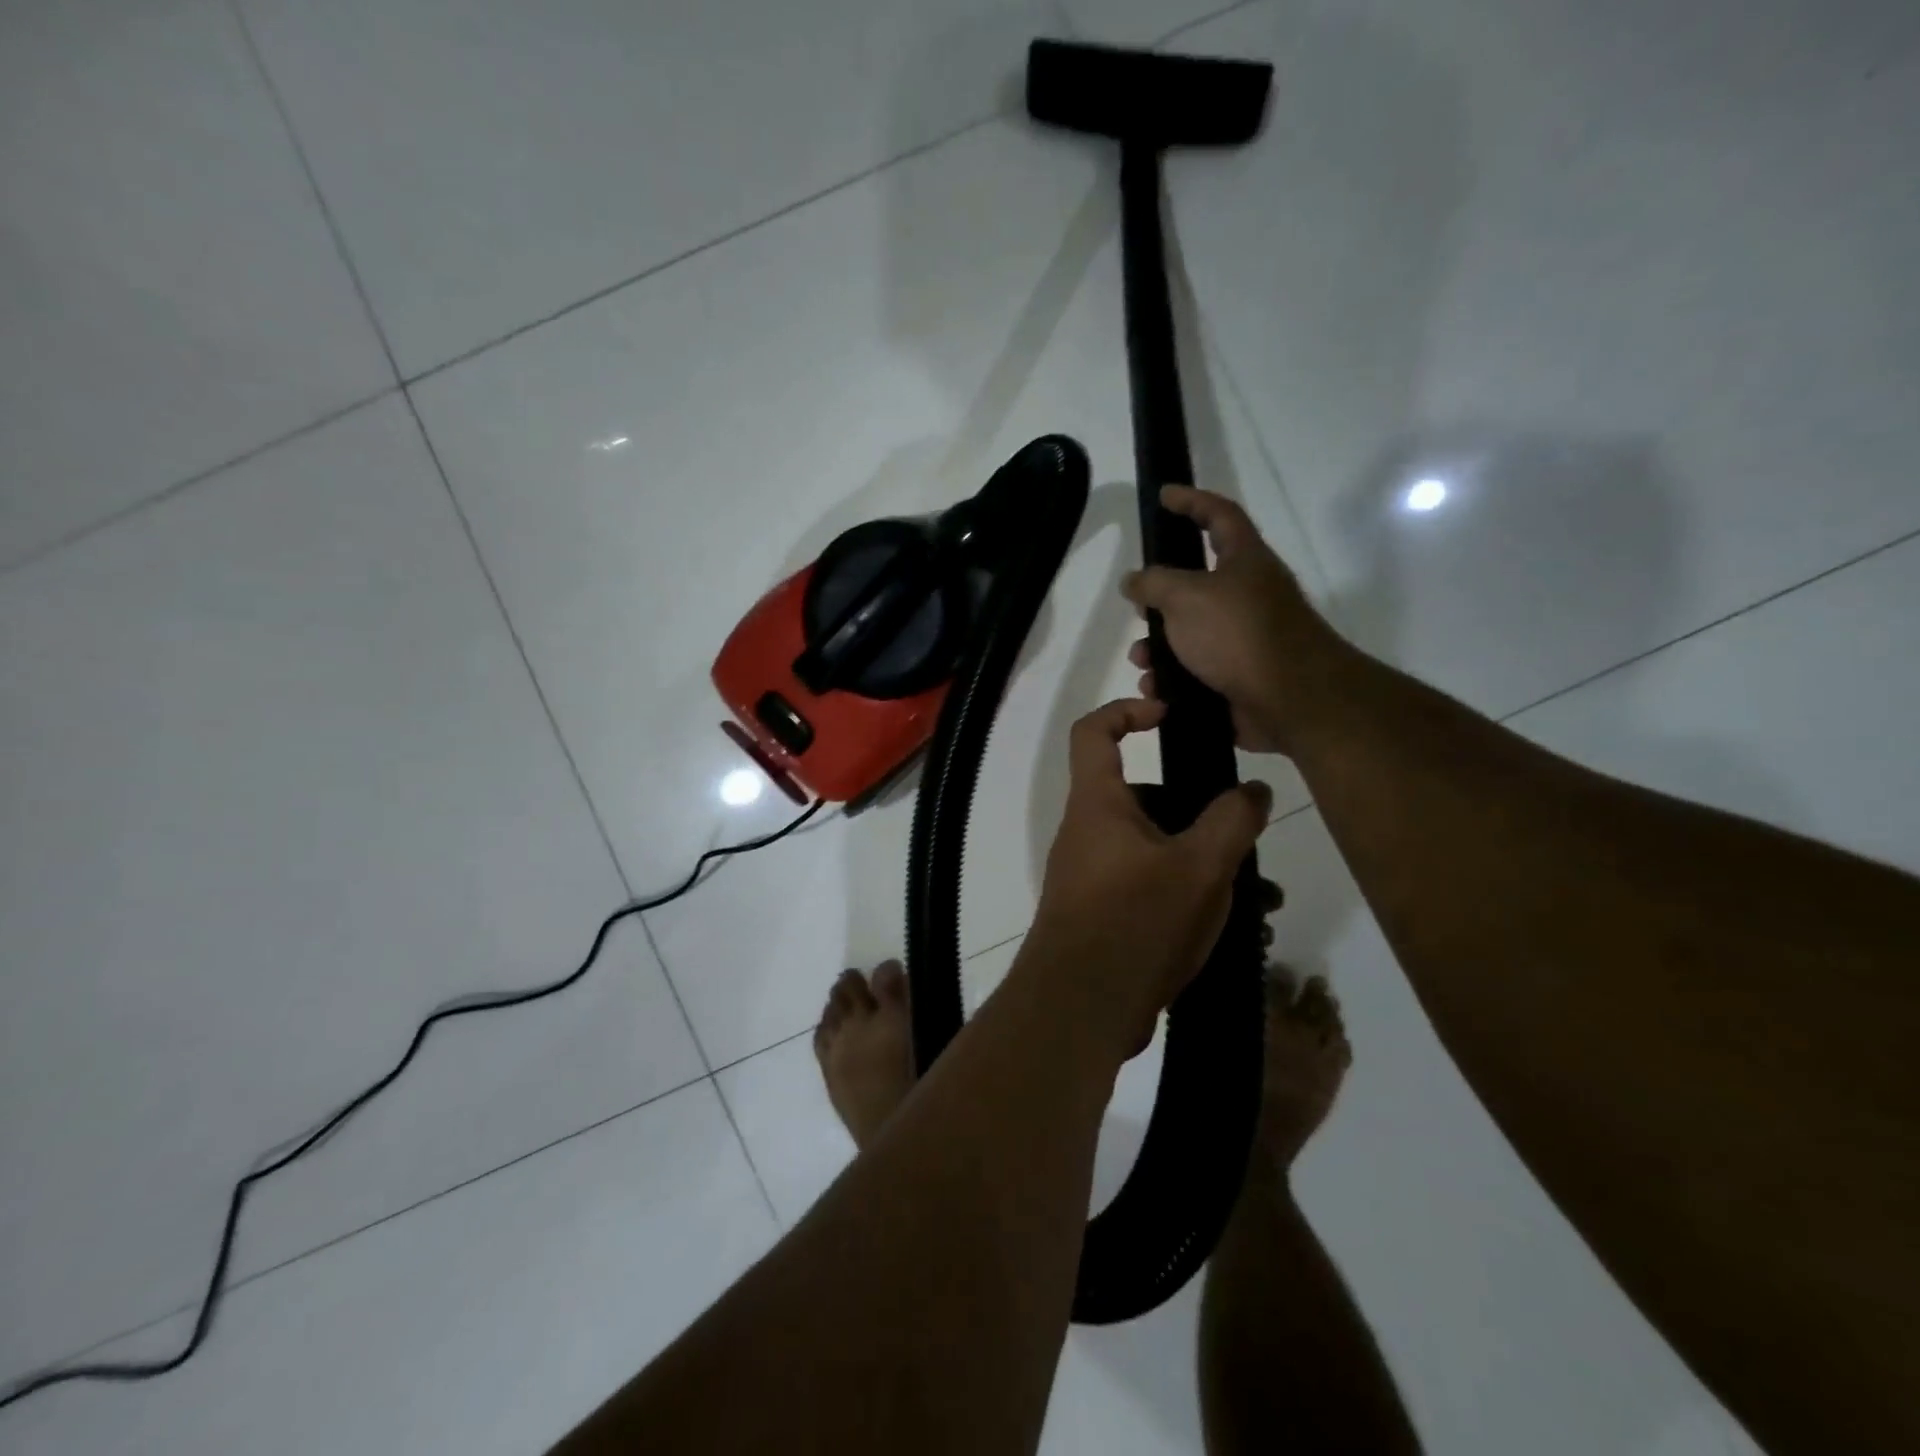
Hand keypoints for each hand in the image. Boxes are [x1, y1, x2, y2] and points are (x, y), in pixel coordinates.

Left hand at [1019, 699, 1271, 1050]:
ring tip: (1259, 895)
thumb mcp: (1199, 866)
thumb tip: (1254, 789)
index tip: (1169, 714)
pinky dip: (1188, 896)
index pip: (1094, 731)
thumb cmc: (1135, 920)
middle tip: (1244, 833)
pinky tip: (1237, 929)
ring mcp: (1094, 877)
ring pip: (1156, 850)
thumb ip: (1232, 820)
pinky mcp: (1105, 914)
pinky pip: (1150, 888)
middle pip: (1143, 797)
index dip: (1127, 710)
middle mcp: (1089, 833)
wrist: (1081, 1008)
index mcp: (1098, 804)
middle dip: (1196, 811)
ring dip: (1204, 863)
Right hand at [1121, 486, 1346, 754]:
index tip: (1163, 495)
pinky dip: (1172, 677)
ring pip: (1191, 633)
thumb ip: (1153, 583)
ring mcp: (1246, 638)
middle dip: (1161, 597)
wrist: (1291, 700)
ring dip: (1159, 644)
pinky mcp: (1240, 676)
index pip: (1219, 515)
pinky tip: (1155, 687)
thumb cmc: (1239, 634)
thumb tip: (1133, 581)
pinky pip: (1196, 670)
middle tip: (1137, 604)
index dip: (1191, 501)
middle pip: (1198, 583)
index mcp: (1245, 561)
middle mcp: (1249, 595)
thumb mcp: (1185, 596)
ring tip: (1141, 659)